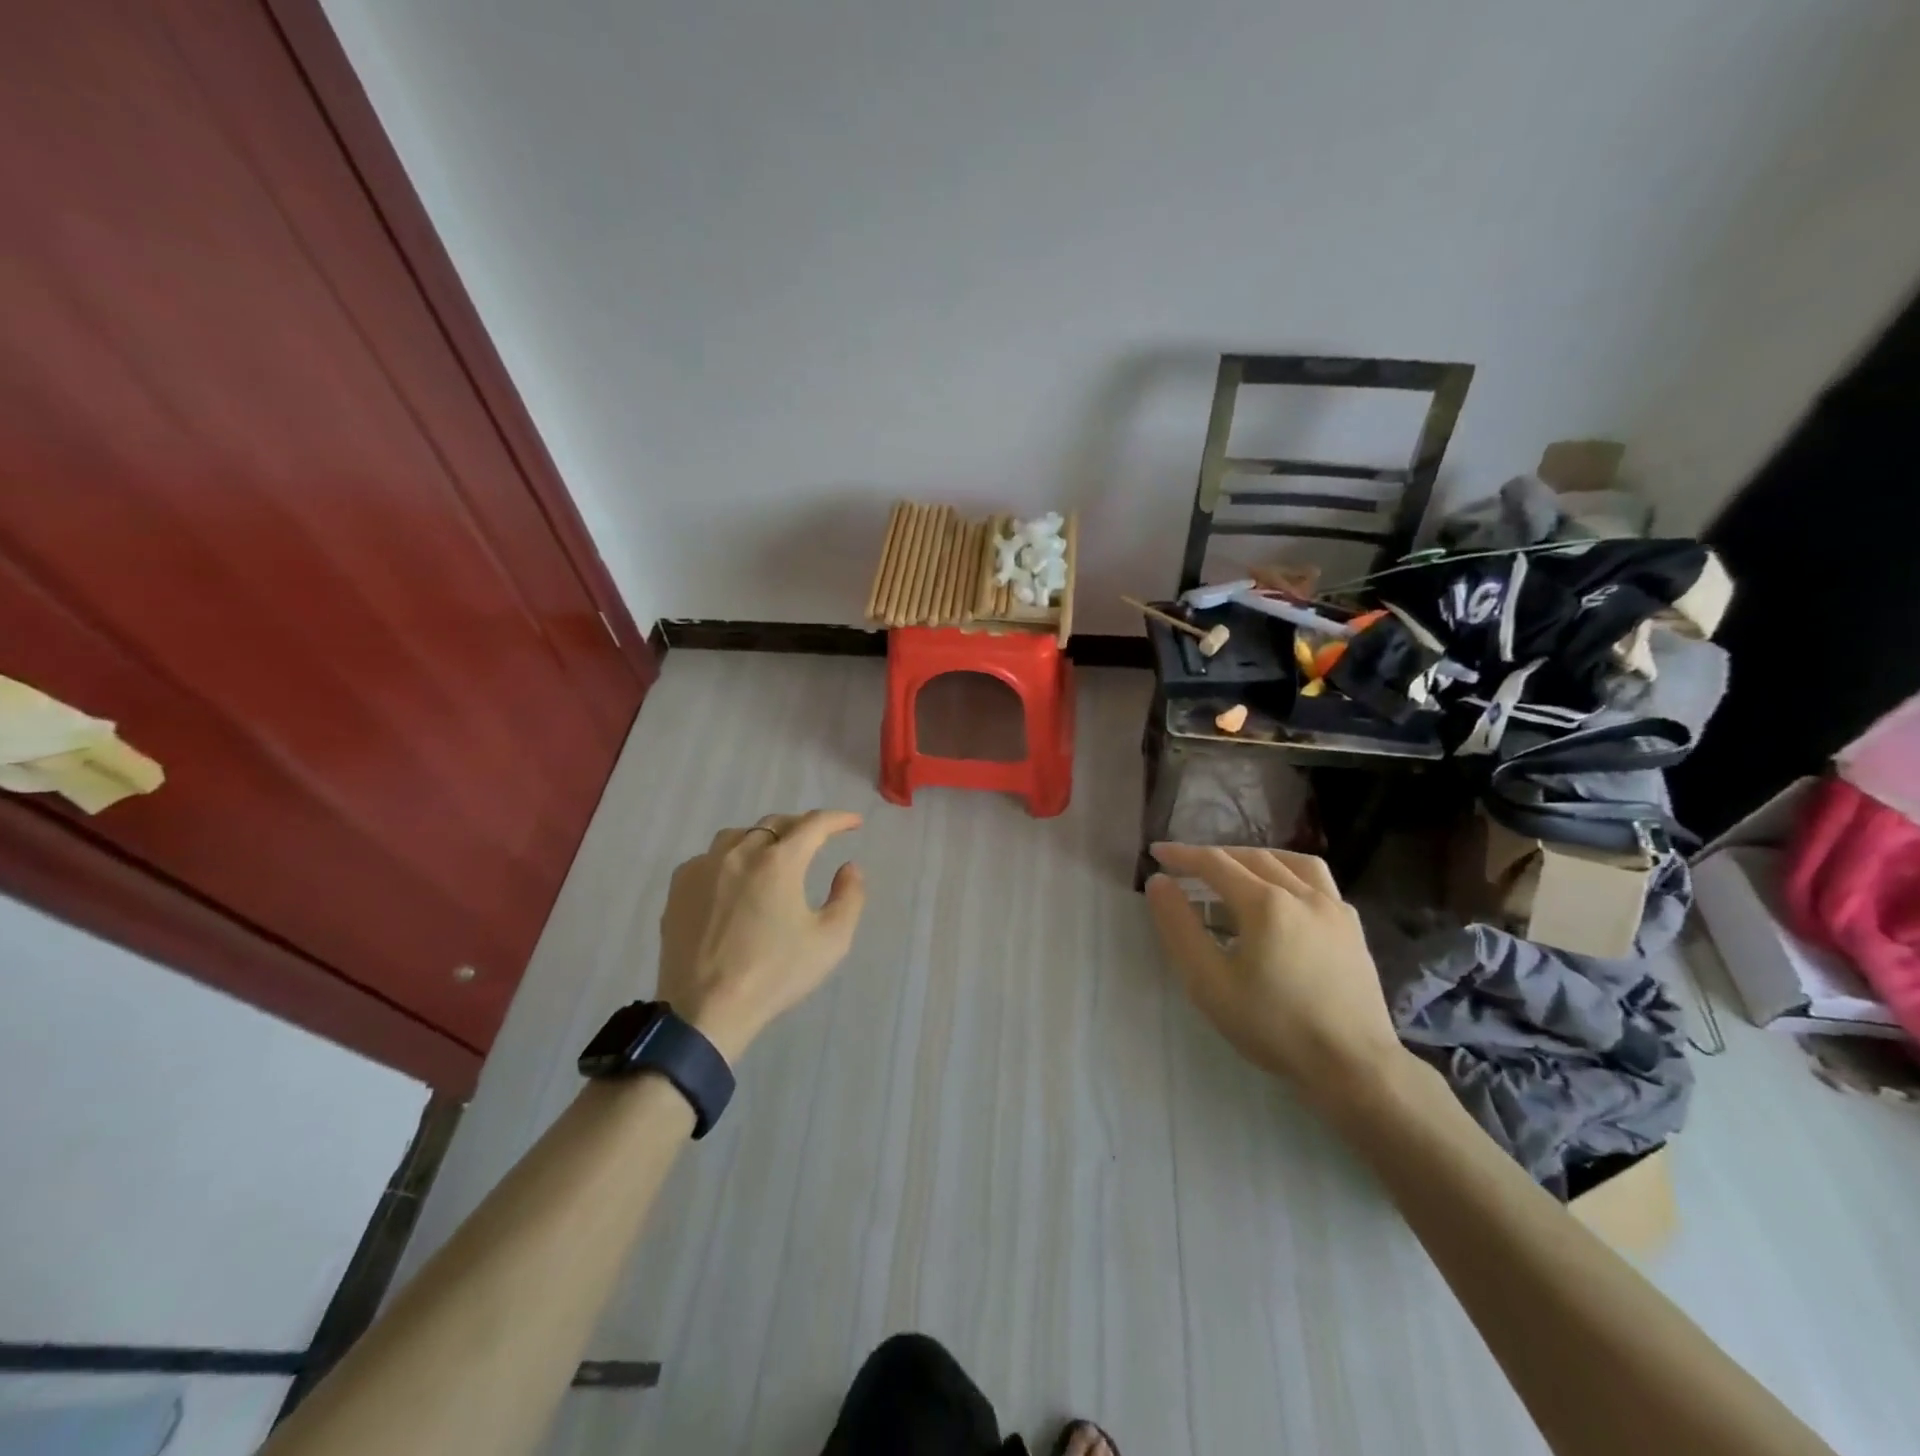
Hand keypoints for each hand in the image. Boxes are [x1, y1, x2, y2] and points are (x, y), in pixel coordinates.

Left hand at [657, 810, 866, 1063]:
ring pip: (739, 835)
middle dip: (802, 826)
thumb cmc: (774, 975)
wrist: (704, 1011)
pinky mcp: (679, 887)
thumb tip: (849, 867)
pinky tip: (735, 880)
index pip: (814, 824)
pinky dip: (730, 858)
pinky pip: (709, 857)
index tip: (854, 823)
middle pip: (775, 823)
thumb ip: (849, 897)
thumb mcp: (831, 941)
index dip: (838, 819)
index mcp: (779, 862)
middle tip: (818, 839)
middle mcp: (739, 852)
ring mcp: (703, 867)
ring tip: (774, 856)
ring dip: (763, 838)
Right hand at [1144, 844, 1406, 1107]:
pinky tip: (1282, 897)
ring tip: (1235, 870)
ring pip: (1290, 862)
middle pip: (1251, 857)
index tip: (1156, 852)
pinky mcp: (1353, 926)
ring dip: (1255, 858)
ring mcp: (1334, 907)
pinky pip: (1318, 882)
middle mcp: (1302, 893)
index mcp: (1265, 903)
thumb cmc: (1273, 1026)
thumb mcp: (1209, 982)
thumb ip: (1179, 927)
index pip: (1215, 863)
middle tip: (1186, 865)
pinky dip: (1290, 874)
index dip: (1182, 855)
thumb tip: (1159, 883)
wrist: (1353, 1065)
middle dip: (1215, 856)